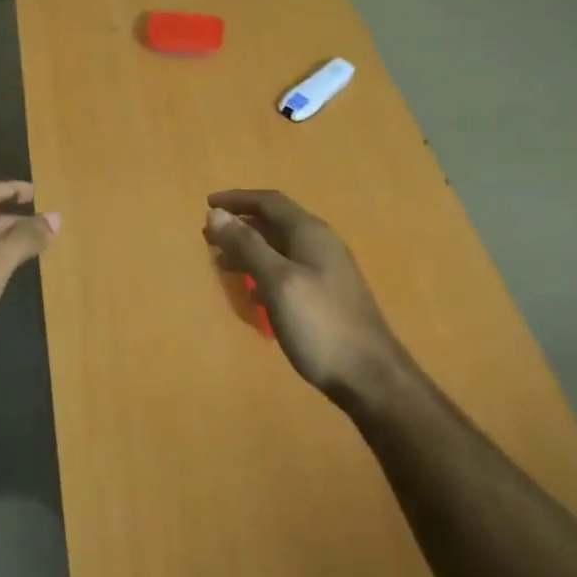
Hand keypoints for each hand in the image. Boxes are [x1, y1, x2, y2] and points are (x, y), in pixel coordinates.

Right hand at [203, 189, 404, 405]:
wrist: (370, 377)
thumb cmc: (320, 324)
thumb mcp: (277, 281)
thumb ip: (247, 245)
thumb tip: (216, 212)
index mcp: (310, 233)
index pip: (269, 202)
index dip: (237, 199)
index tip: (206, 204)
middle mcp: (320, 245)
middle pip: (275, 222)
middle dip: (240, 224)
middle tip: (208, 234)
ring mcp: (326, 271)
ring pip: (280, 247)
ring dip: (249, 248)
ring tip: (221, 260)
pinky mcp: (326, 296)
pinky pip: (287, 270)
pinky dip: (263, 270)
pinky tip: (251, 290)